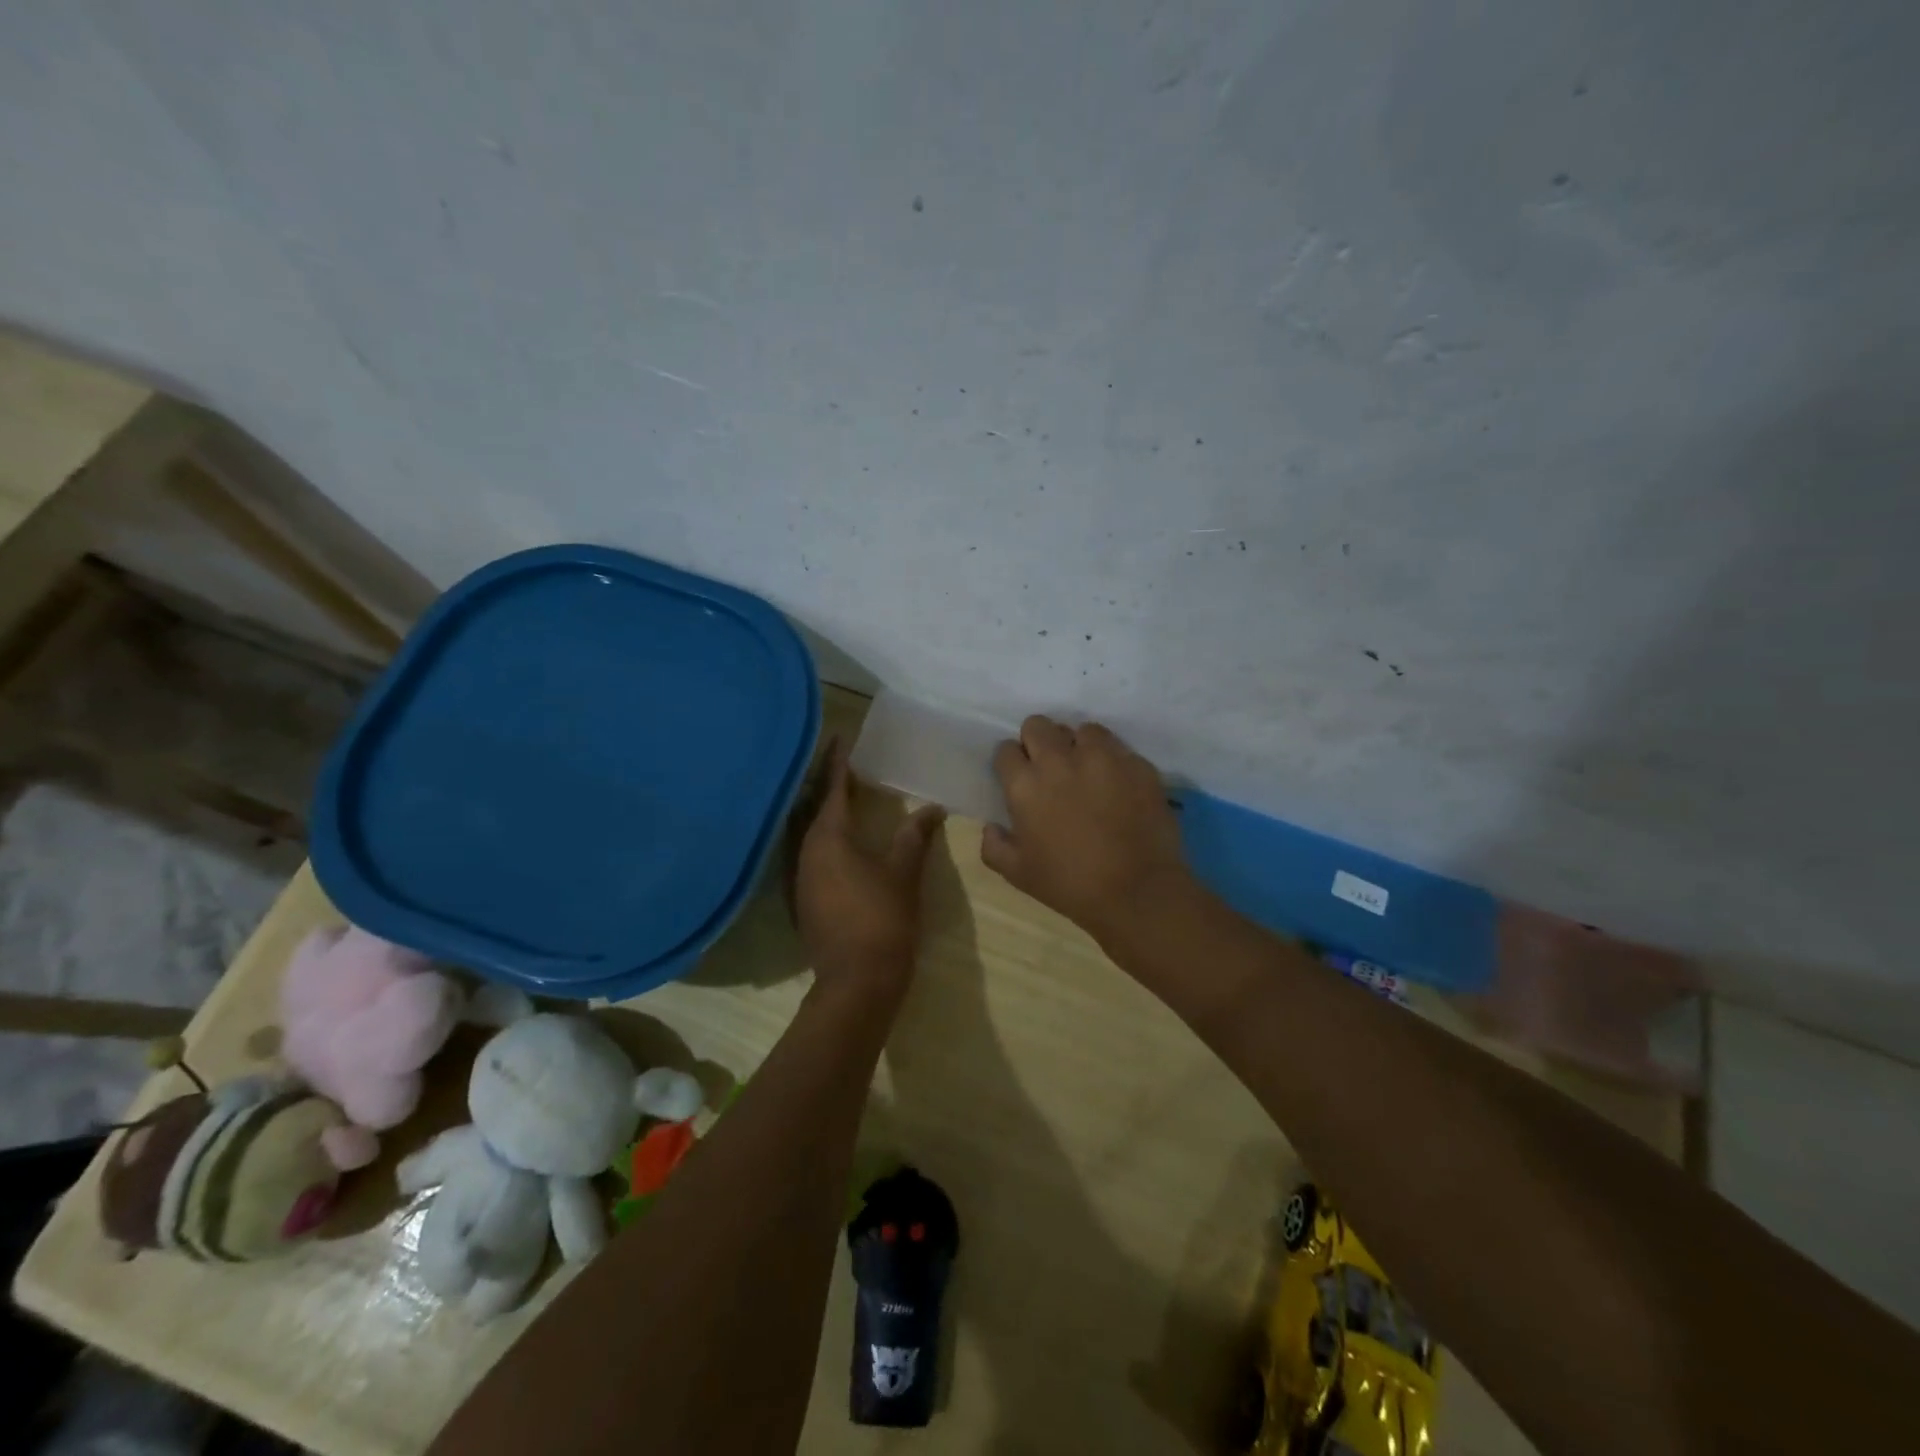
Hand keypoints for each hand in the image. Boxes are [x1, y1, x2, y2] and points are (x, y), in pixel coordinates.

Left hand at [792, 739, 945, 999]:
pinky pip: (812, 853)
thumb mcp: (904, 872)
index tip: (841, 737)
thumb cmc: (882, 919)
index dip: (839, 762)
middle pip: (813, 806)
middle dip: (828, 783)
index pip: (832, 788)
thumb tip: (932, 808)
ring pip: (809, 831)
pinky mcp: (804, 898)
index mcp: (828, 838)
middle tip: (846, 762)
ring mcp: (800, 878)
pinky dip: (825, 836)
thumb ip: (915, 835)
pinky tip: (843, 840)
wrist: (857, 982)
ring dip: (825, 810)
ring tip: (846, 795)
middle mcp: (805, 852)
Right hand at [982, 715, 1190, 941]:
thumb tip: (992, 827)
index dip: (1011, 762)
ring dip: (1078, 745)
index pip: (1006, 750)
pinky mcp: (1136, 763)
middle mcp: (1060, 760)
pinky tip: (1116, 783)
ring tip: (1086, 769)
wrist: (1137, 892)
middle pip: (1038, 725)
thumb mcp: (1018, 875)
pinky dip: (1112, 759)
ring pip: (1082, 729)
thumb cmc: (1070, 885)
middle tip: (1049, 767)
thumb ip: (994, 847)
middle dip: (1038, 741)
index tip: (1019, 776)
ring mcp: (1102, 757)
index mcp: (1025, 785)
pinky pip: (1117, 747)